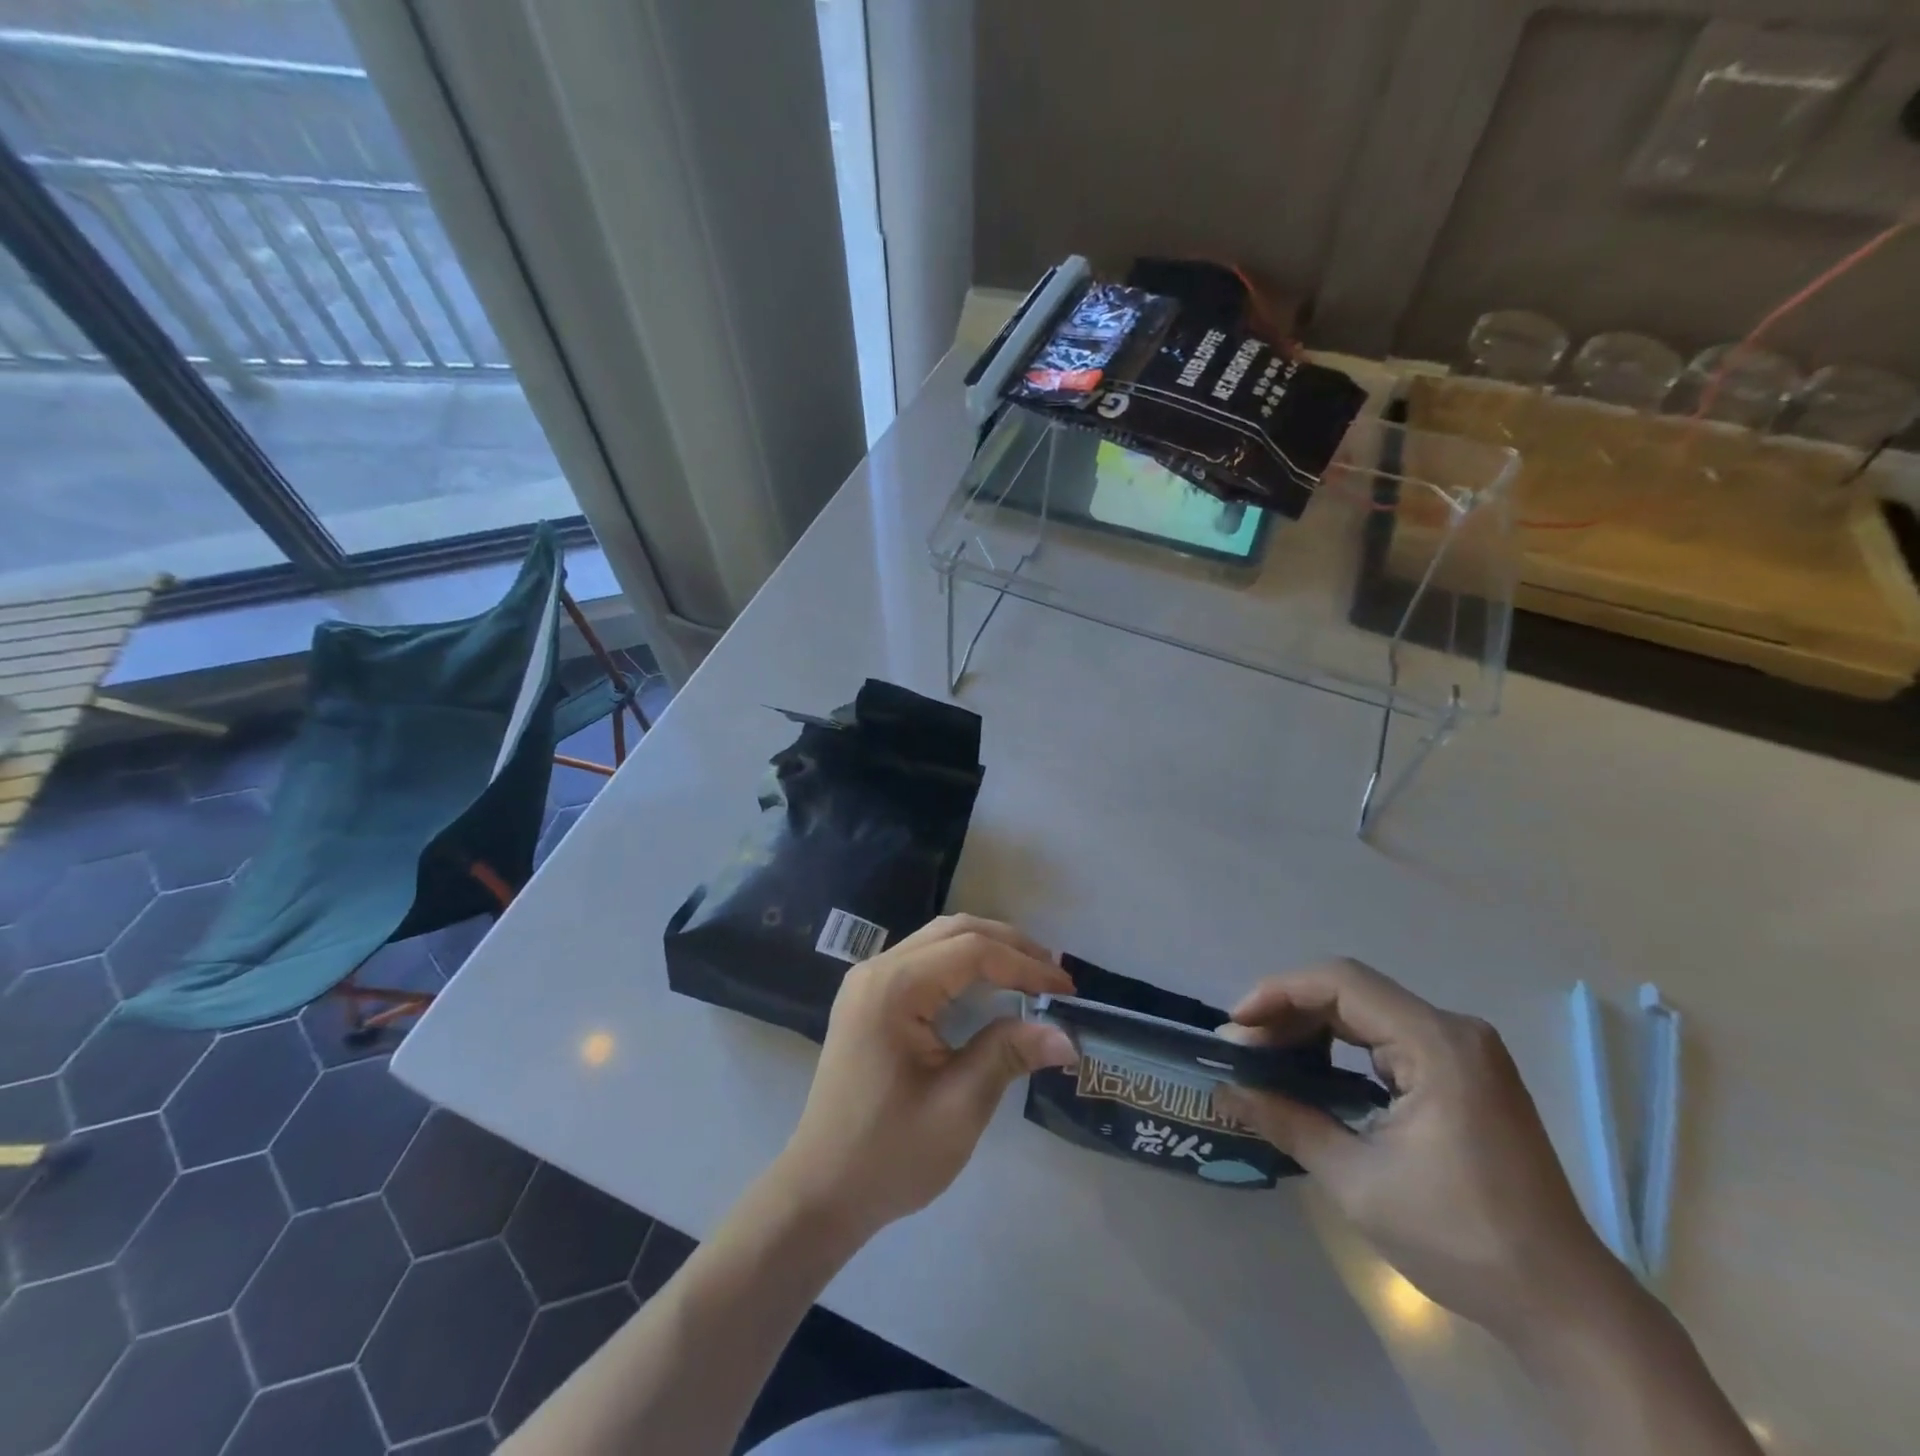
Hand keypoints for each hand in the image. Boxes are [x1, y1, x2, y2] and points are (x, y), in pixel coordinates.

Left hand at [772, 915, 1075, 1240]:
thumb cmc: (889, 1154)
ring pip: (938, 940)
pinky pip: (924, 961)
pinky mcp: (869, 999)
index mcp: (894, 988)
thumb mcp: (958, 1107)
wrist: (821, 1191)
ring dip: (987, 950)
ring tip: (1031, 976)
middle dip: (1009, 946)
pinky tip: (989, 987)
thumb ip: (1008, 1056)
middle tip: (1054, 975)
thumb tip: (1066, 1034)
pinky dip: (963, 965)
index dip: (1025, 965)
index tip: (1067, 990)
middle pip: (954, 932)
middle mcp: (877, 970)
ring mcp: (868, 982)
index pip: (972, 952)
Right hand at [1215, 959, 1628, 1339]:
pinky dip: (1344, 1047)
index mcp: (1437, 1045)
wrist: (1565, 1305)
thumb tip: (1225, 1091)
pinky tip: (1315, 1073)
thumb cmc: (1461, 1239)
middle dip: (1289, 1013)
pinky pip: (1390, 1037)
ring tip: (1269, 1058)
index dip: (1278, 993)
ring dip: (1313, 1028)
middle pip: (1352, 992)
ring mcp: (1465, 1051)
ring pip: (1368, 1012)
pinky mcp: (1466, 1073)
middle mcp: (1455, 1031)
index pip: (1341, 984)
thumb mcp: (1358, 1182)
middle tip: (1244, 1048)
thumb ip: (1286, 1122)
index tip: (1236, 1027)